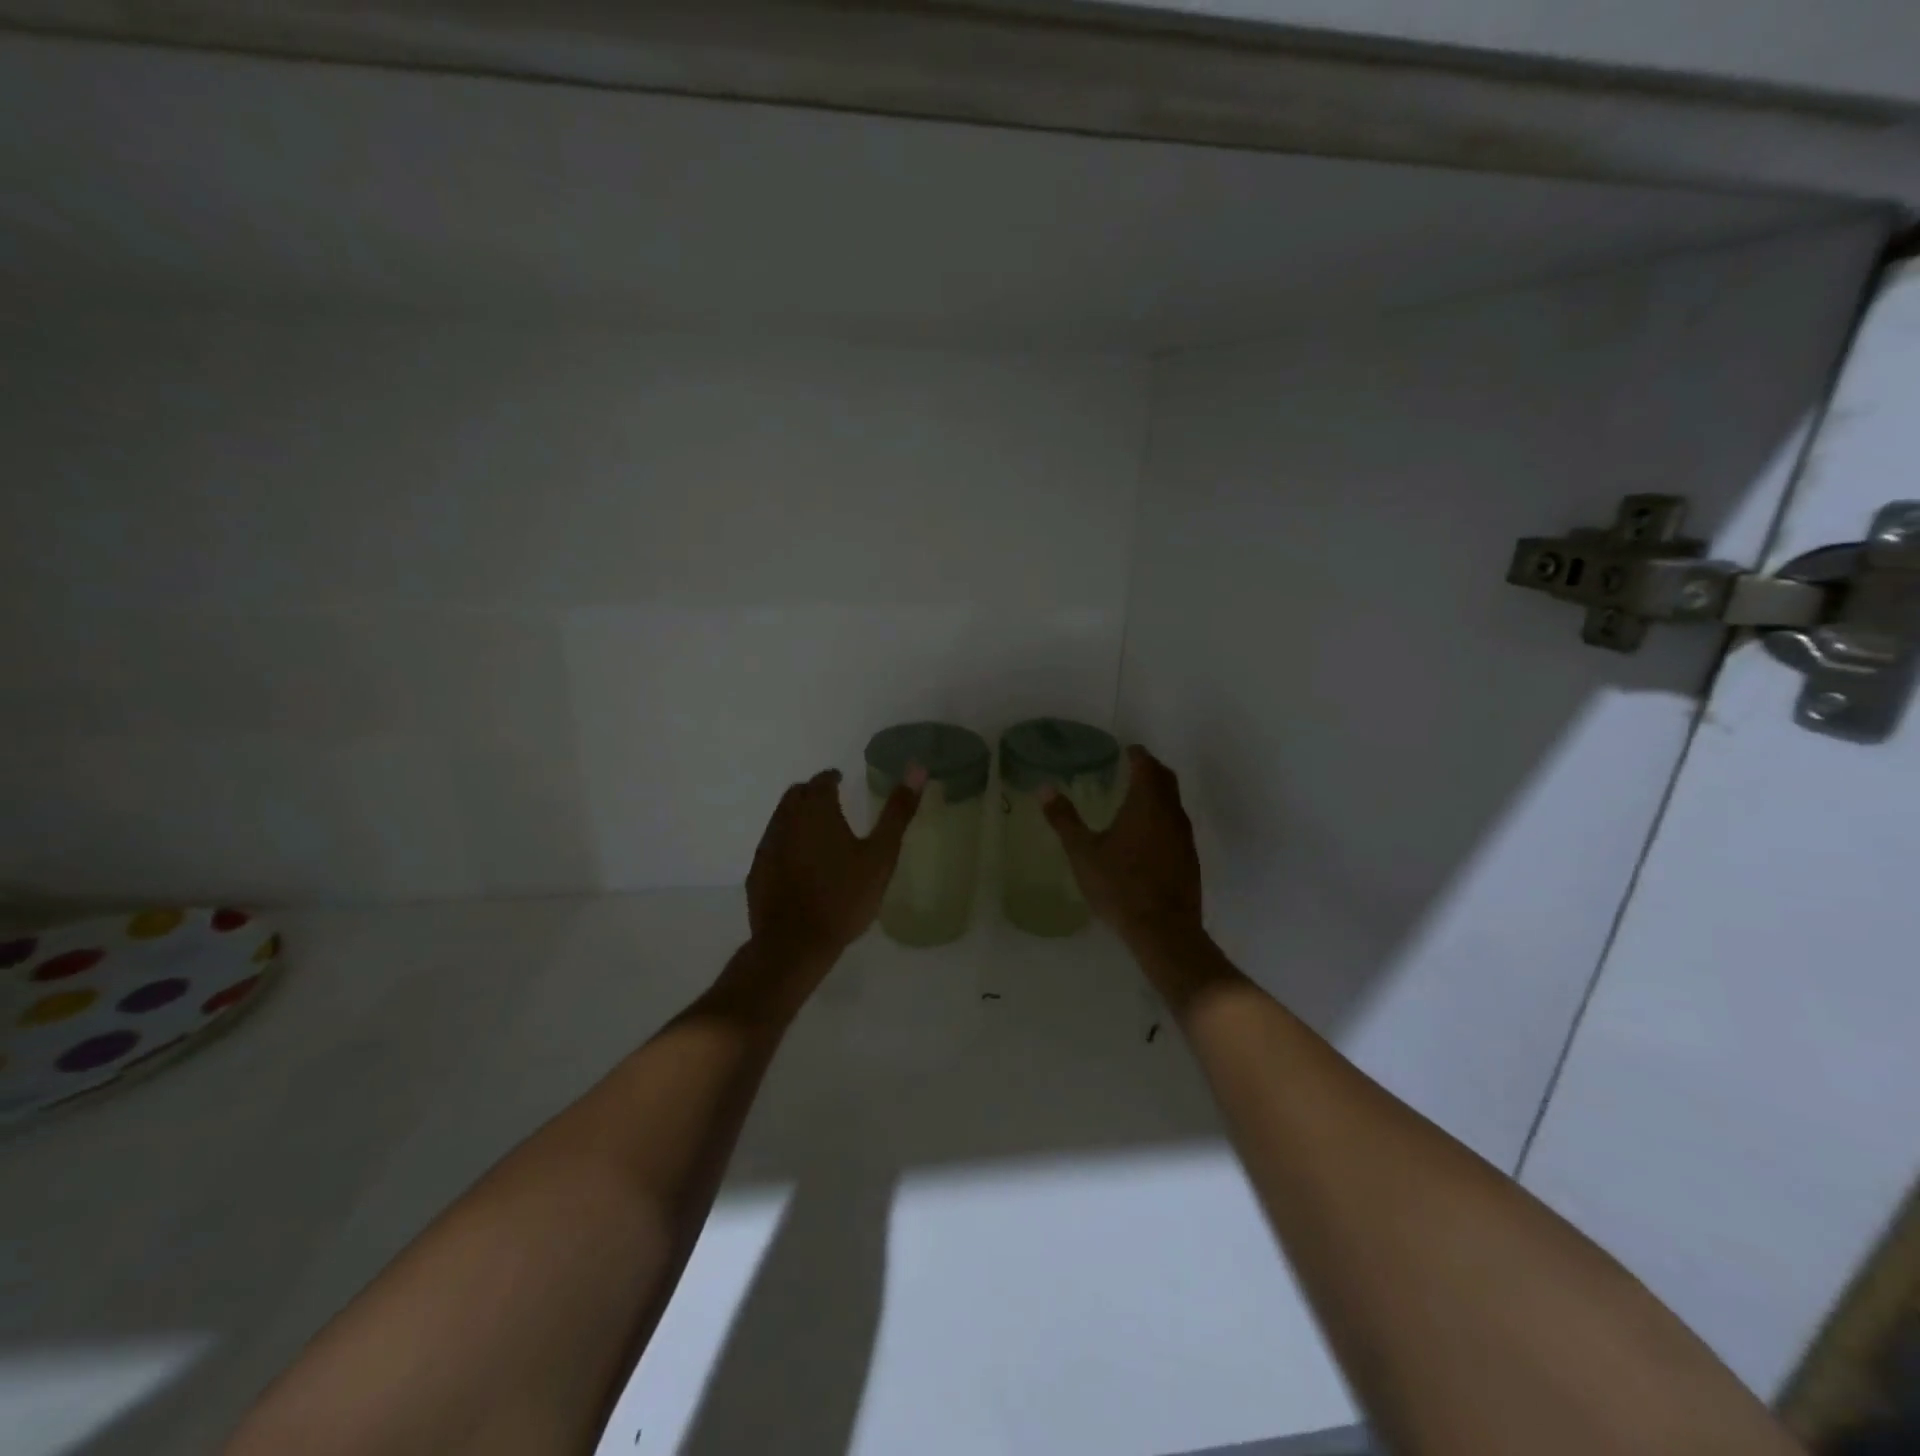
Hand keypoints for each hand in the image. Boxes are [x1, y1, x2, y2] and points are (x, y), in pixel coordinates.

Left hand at [744, 767, 923, 975]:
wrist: (795, 944)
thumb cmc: (844, 897)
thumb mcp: (881, 855)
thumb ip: (898, 812)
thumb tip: (917, 767)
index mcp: (817, 810)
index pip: (821, 780)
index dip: (832, 778)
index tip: (841, 781)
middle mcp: (786, 820)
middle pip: (796, 795)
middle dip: (812, 793)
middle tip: (831, 803)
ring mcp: (767, 846)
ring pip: (781, 818)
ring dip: (797, 817)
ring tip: (818, 832)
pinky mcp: (757, 871)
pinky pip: (772, 845)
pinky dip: (786, 843)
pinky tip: (799, 863)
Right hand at [1042, 745, 1201, 947]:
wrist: (1164, 930)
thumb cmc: (1120, 885)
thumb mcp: (1083, 852)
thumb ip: (1064, 819)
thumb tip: (1045, 787)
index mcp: (1147, 803)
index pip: (1146, 765)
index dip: (1137, 754)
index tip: (1126, 750)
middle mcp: (1171, 813)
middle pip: (1166, 779)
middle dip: (1150, 769)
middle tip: (1131, 768)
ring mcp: (1184, 837)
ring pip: (1174, 803)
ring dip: (1158, 794)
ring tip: (1135, 799)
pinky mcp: (1189, 859)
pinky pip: (1176, 825)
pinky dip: (1163, 818)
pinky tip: (1146, 835)